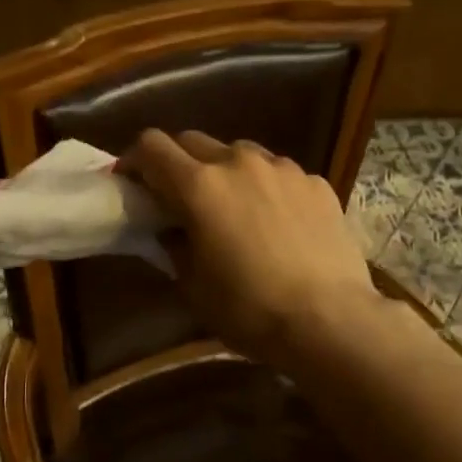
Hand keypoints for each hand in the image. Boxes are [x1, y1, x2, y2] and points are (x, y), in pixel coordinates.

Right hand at [118, 130, 380, 366]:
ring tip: (234, 208)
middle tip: (179, 198)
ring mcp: (283, 168)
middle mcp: (239, 162)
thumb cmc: (249, 309)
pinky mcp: (316, 183)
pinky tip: (277, 223)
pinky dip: (266, 188)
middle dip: (178, 163)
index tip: (132, 182)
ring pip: (240, 153)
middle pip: (194, 141)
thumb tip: (171, 230)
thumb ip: (174, 246)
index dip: (134, 160)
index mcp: (199, 186)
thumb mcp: (194, 285)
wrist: (329, 320)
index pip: (151, 146)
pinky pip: (279, 173)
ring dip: (225, 171)